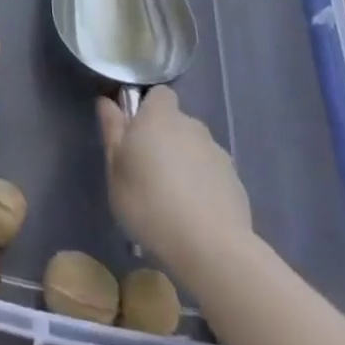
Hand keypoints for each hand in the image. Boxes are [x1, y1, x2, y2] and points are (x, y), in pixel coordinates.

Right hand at [97, 86, 251, 278]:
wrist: (211, 249)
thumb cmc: (150, 204)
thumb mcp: (116, 170)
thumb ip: (112, 132)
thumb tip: (107, 102)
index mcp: (160, 116)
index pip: (159, 95)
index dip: (148, 109)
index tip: (136, 134)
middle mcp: (192, 126)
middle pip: (178, 123)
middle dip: (166, 140)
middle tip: (150, 173)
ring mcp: (218, 154)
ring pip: (196, 150)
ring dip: (186, 164)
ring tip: (174, 201)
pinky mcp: (237, 184)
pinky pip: (214, 176)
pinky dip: (205, 188)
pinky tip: (196, 218)